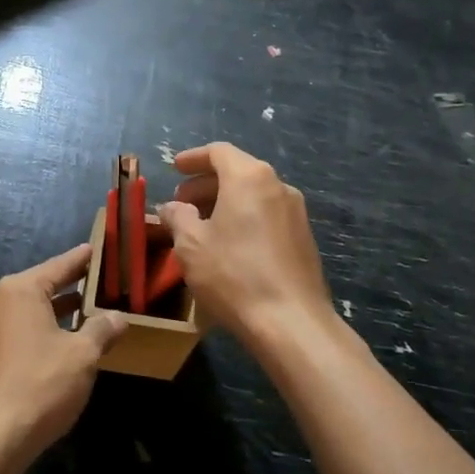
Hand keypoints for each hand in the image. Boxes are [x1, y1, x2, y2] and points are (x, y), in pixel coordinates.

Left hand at [0, 243, 125, 473]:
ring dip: (59, 311)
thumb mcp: (82, 354)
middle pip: (42, 285)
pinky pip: (20, 329)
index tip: (98, 249)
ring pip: (31, 310)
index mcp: (19, 290)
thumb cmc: (41, 384)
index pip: (59, 266)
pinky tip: (66, 340)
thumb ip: (102, 330)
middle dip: (73, 286)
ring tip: (90, 310)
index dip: (82, 260)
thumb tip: (119, 317)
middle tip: (103, 282)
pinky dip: (43, 329)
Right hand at [157, 143, 335, 349]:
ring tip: (201, 225)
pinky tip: (229, 244)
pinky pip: (267, 214)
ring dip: (224, 202)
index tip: (174, 168)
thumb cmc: (234, 274)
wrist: (291, 321)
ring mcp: (295, 212)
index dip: (193, 158)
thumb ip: (177, 217)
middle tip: (181, 203)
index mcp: (249, 178)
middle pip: (237, 171)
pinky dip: (244, 218)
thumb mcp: (191, 245)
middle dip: (206, 184)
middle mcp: (277, 185)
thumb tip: (171, 207)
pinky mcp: (303, 237)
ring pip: (253, 194)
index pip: (219, 152)